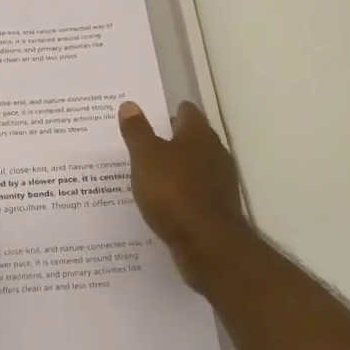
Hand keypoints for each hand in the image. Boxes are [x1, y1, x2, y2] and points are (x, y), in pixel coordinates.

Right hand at [117, 100, 251, 284]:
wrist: (208, 244)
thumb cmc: (174, 191)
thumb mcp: (146, 157)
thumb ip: (137, 131)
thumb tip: (130, 105)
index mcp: (198, 135)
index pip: (186, 111)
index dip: (168, 111)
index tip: (148, 115)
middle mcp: (214, 153)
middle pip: (191, 139)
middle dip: (170, 140)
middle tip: (141, 143)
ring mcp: (219, 182)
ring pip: (193, 166)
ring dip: (175, 168)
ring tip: (147, 174)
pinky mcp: (217, 208)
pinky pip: (194, 192)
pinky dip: (180, 193)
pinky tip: (162, 202)